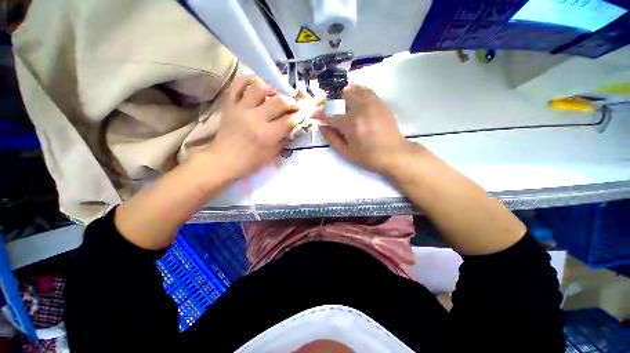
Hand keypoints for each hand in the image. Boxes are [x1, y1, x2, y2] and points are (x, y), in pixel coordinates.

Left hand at [205, 76, 299, 180]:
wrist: (224, 160)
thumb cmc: (250, 161)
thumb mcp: (272, 154)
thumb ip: (284, 139)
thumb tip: (294, 127)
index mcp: (267, 135)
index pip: (289, 120)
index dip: (299, 116)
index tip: (302, 114)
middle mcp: (255, 118)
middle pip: (279, 101)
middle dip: (292, 102)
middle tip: (294, 105)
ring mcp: (241, 108)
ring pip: (260, 87)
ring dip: (272, 88)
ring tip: (276, 94)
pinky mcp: (229, 104)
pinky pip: (238, 84)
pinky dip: (249, 80)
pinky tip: (258, 85)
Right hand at [318, 84, 415, 173]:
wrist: (395, 153)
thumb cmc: (369, 157)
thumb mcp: (346, 153)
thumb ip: (331, 138)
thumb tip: (321, 126)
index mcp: (351, 124)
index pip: (329, 114)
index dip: (318, 114)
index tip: (311, 115)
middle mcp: (360, 108)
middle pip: (337, 97)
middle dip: (325, 100)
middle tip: (318, 105)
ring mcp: (371, 102)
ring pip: (350, 89)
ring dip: (337, 93)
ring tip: (331, 100)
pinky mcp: (378, 101)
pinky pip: (363, 89)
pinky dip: (353, 89)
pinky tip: (348, 95)